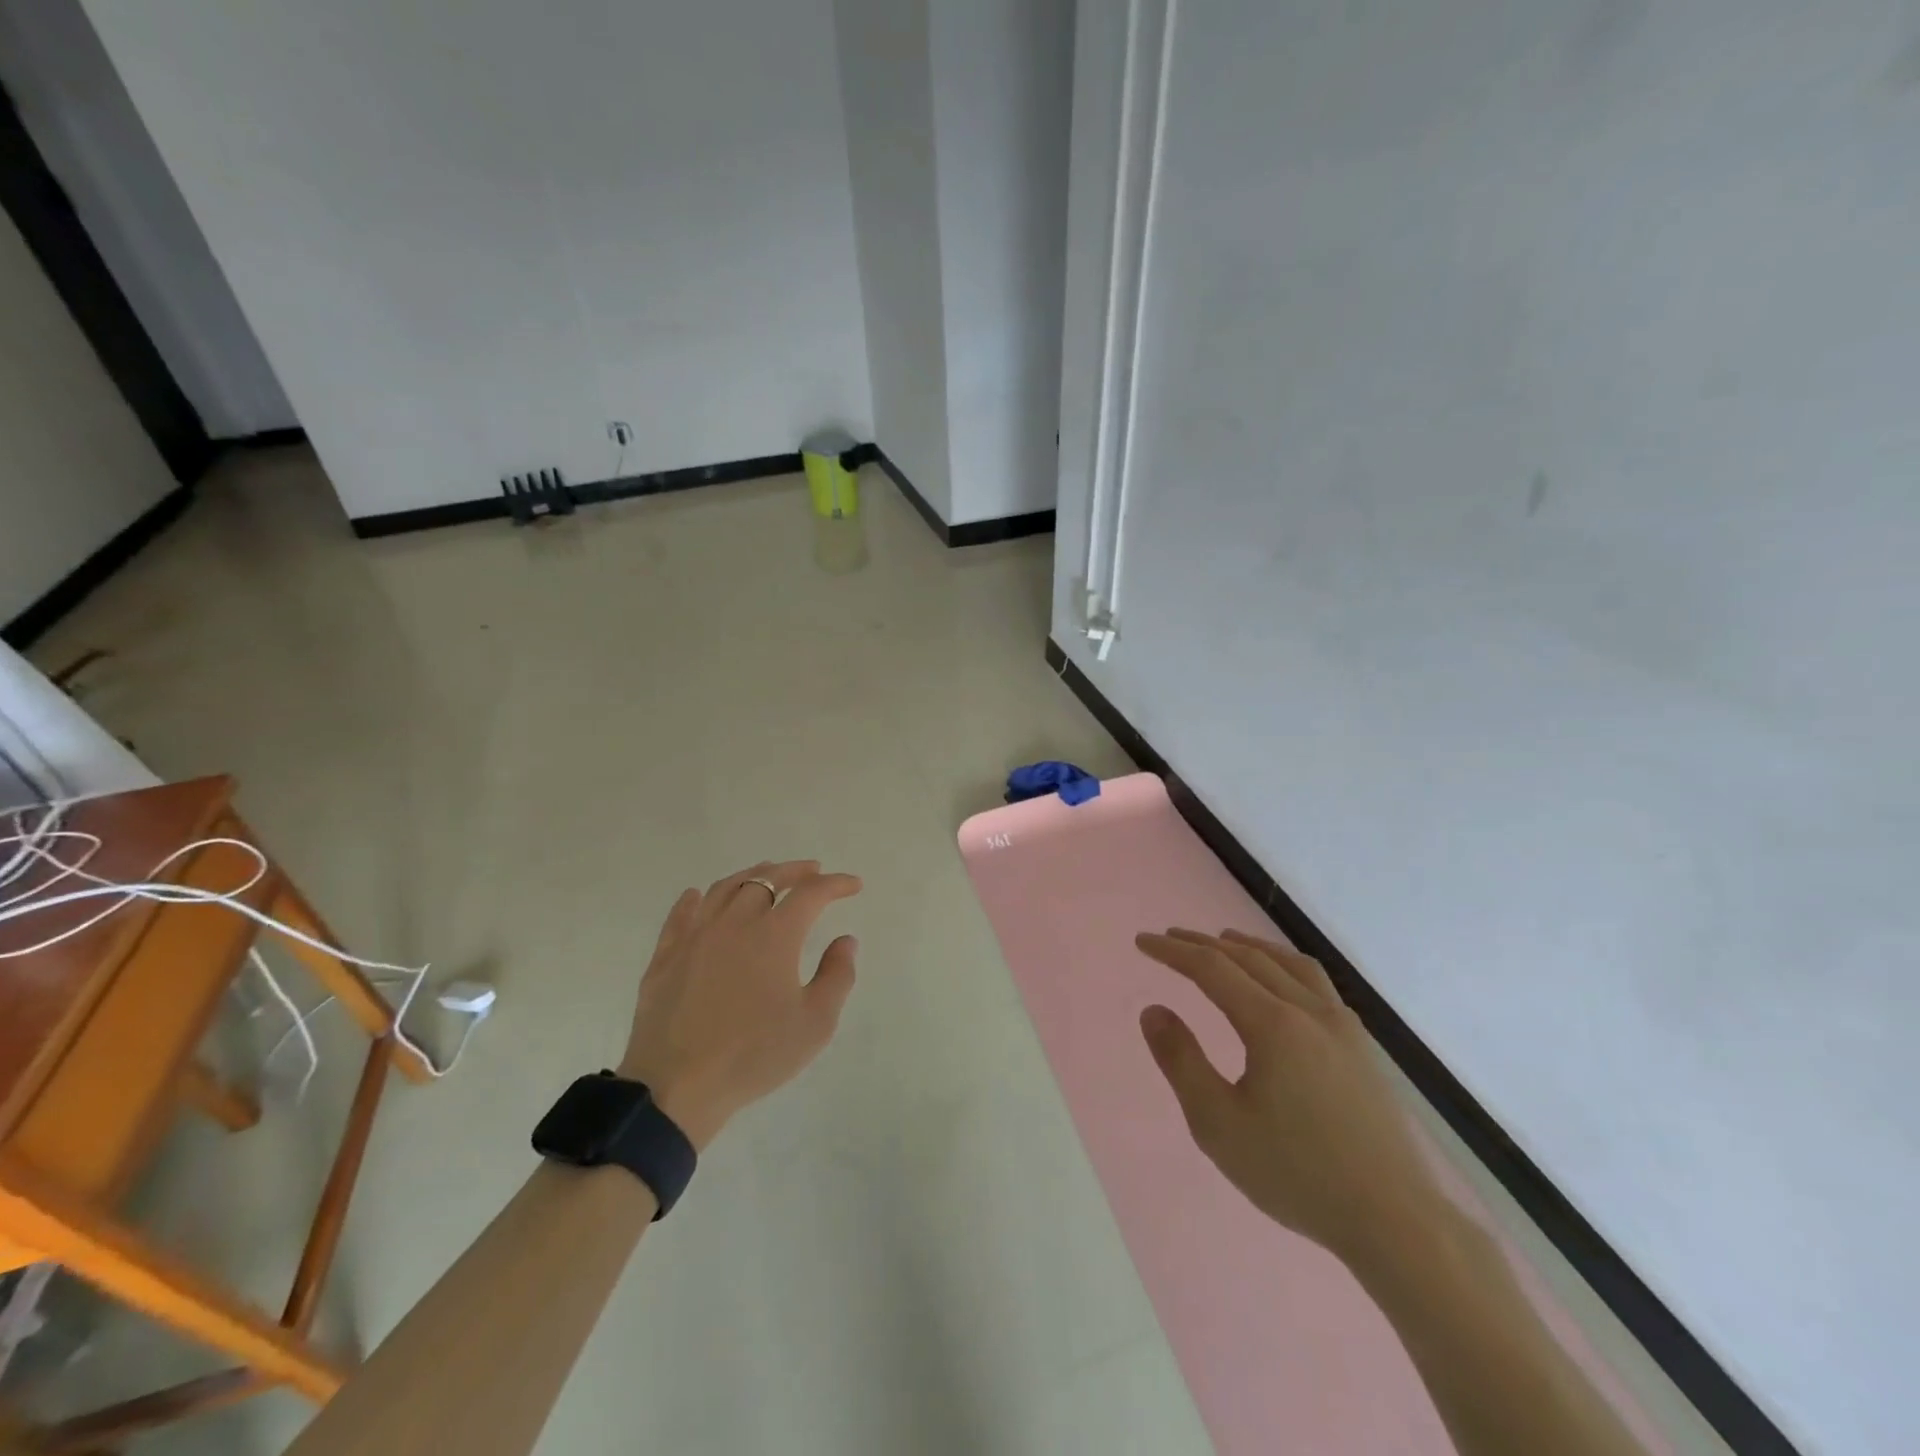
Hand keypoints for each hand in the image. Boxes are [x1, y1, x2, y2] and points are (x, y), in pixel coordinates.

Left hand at [619, 861, 861, 1149]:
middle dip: (794, 871)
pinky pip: (681, 915)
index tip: (853, 885)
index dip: (835, 884)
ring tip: (766, 875)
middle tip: (812, 870)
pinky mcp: (665, 956)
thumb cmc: (754, 1055)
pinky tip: (699, 896)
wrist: (676, 1087)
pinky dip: (696, 899)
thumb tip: (845, 940)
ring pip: (724, 889)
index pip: (811, 894)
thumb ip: (837, 976)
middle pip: (766, 879)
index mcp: (774, 935)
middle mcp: (734, 922)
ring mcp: (695, 936)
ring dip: (751, 876)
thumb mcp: (815, 1024)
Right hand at [1136, 929, 1442, 1263]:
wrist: (1397, 1221)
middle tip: (1171, 937)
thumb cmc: (1297, 1174)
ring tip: (1224, 941)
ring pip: (1288, 964)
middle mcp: (1308, 1010)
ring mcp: (1343, 1026)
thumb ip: (1181, 1061)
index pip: (1212, 968)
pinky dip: (1285, 965)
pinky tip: (1282, 984)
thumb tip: (1154, 1010)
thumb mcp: (1219, 1125)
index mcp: (1272, 1024)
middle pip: (1248, 958)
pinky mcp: (1363, 1047)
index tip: (1143, 942)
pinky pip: (1316, 983)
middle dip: (1204, 944)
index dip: (1173, 951)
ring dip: (1248, 947)